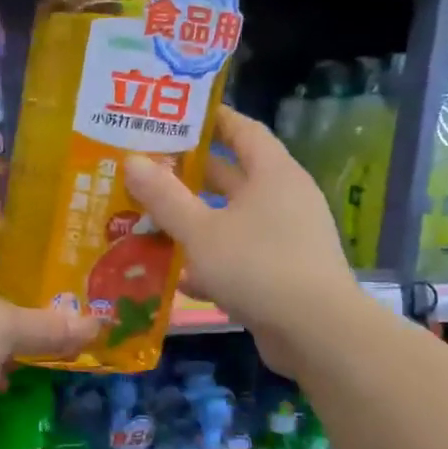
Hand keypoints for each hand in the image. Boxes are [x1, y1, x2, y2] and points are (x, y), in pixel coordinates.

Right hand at [126, 106, 364, 373]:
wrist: (316, 333)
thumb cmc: (257, 266)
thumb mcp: (201, 231)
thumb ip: (165, 197)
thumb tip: (132, 161)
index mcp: (273, 173)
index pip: (242, 130)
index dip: (211, 120)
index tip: (174, 116)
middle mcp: (284, 198)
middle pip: (234, 176)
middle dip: (191, 174)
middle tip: (147, 170)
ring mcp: (286, 238)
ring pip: (232, 219)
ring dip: (196, 221)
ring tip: (150, 220)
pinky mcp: (282, 273)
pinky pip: (240, 256)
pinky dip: (211, 262)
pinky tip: (178, 277)